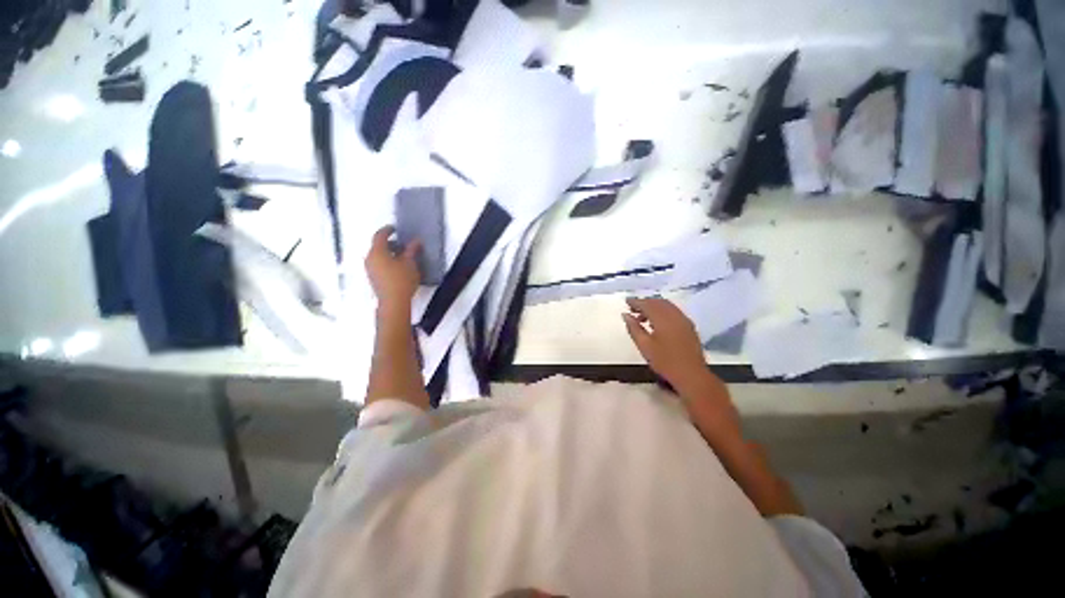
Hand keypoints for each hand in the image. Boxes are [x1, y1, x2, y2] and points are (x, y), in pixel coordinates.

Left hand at [365, 226, 420, 311]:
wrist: (394, 302)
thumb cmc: (402, 279)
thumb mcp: (410, 263)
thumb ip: (412, 250)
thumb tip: (416, 241)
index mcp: (377, 252)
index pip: (380, 235)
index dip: (388, 230)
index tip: (395, 228)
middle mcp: (370, 258)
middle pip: (378, 246)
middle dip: (391, 243)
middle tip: (404, 245)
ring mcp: (370, 269)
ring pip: (378, 256)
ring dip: (389, 253)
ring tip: (404, 257)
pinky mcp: (373, 278)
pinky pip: (379, 264)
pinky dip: (387, 261)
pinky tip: (399, 267)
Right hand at [622, 297, 715, 394]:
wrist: (691, 375)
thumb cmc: (664, 361)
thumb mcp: (644, 345)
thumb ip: (634, 328)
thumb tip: (626, 315)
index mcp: (663, 318)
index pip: (647, 304)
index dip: (636, 302)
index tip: (626, 301)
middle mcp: (674, 315)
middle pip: (658, 302)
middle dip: (645, 303)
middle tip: (633, 308)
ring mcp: (684, 320)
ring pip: (667, 306)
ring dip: (654, 307)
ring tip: (642, 317)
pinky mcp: (689, 326)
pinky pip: (674, 312)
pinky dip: (663, 312)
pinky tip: (657, 323)